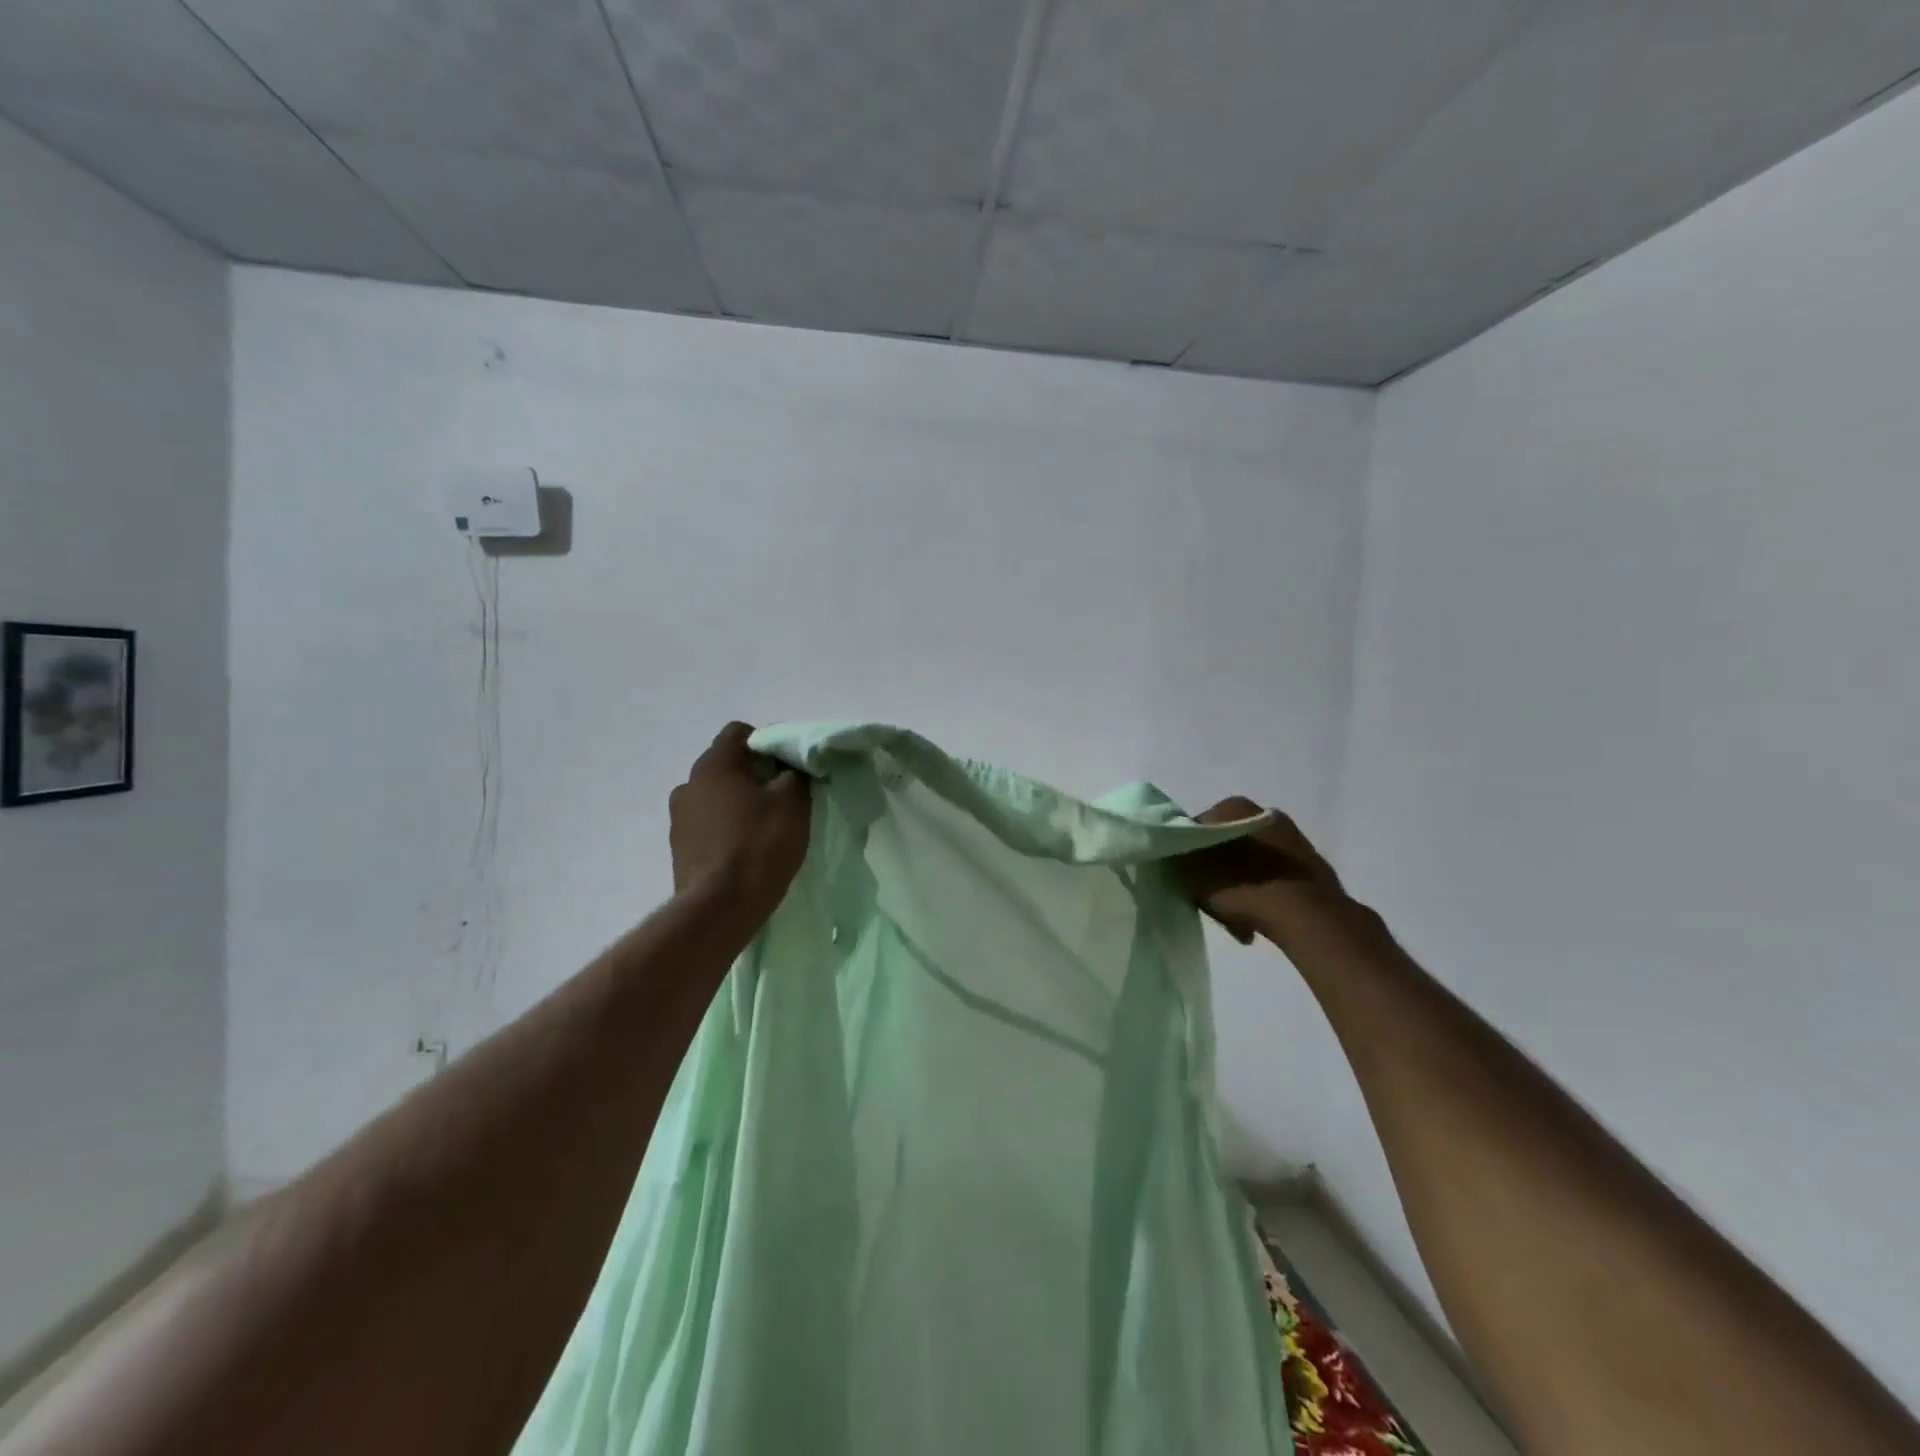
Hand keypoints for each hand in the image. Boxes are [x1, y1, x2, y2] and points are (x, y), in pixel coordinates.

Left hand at [669, 723, 811, 925]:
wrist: (719, 908)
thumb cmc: (759, 845)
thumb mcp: (793, 802)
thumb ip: (795, 772)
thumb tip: (791, 765)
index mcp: (714, 764)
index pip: (739, 732)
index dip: (768, 743)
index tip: (789, 768)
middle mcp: (689, 783)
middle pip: (727, 764)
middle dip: (755, 775)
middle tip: (782, 797)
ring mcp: (678, 817)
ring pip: (715, 795)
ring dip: (737, 803)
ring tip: (762, 827)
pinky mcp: (678, 848)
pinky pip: (707, 824)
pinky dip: (725, 828)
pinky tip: (743, 850)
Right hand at [1173, 797, 1346, 945]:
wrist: (1304, 913)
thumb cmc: (1238, 884)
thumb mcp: (1190, 872)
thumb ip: (1178, 858)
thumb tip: (1177, 856)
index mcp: (1232, 806)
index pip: (1195, 828)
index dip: (1187, 856)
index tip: (1188, 882)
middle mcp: (1263, 812)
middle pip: (1225, 845)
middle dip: (1219, 872)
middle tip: (1213, 901)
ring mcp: (1292, 837)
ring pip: (1251, 863)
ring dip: (1242, 884)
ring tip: (1239, 919)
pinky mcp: (1310, 863)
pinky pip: (1274, 876)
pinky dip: (1265, 892)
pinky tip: (1259, 919)